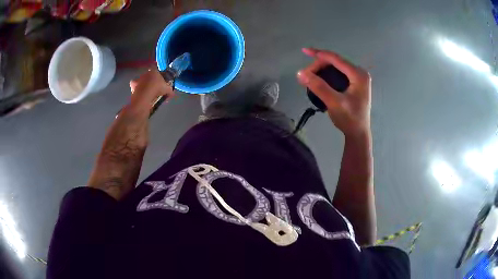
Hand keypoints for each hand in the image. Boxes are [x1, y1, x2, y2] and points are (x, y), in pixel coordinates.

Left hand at [128, 69, 174, 114]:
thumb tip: (172, 93)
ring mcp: (138, 79)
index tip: (161, 82)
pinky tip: (141, 97)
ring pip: (141, 82)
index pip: (157, 71)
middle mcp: (145, 73)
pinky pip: (135, 88)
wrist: (144, 96)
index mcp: (154, 71)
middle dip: (151, 81)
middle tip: (154, 89)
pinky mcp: (132, 86)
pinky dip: (137, 92)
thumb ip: (170, 90)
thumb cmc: (157, 89)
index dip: (159, 77)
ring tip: (147, 94)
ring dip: (143, 86)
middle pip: (148, 76)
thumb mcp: (168, 90)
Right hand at [297, 48, 371, 136]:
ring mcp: (358, 78)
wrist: (358, 134)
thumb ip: (319, 87)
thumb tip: (300, 73)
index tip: (304, 51)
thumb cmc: (349, 119)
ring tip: (310, 76)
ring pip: (336, 67)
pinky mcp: (354, 84)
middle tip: (306, 75)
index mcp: (358, 75)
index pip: (336, 59)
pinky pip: (338, 73)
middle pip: (336, 62)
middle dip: (319, 65)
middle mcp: (359, 73)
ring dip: (322, 69)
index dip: (319, 54)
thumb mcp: (334, 103)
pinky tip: (319, 78)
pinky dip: (327, 74)